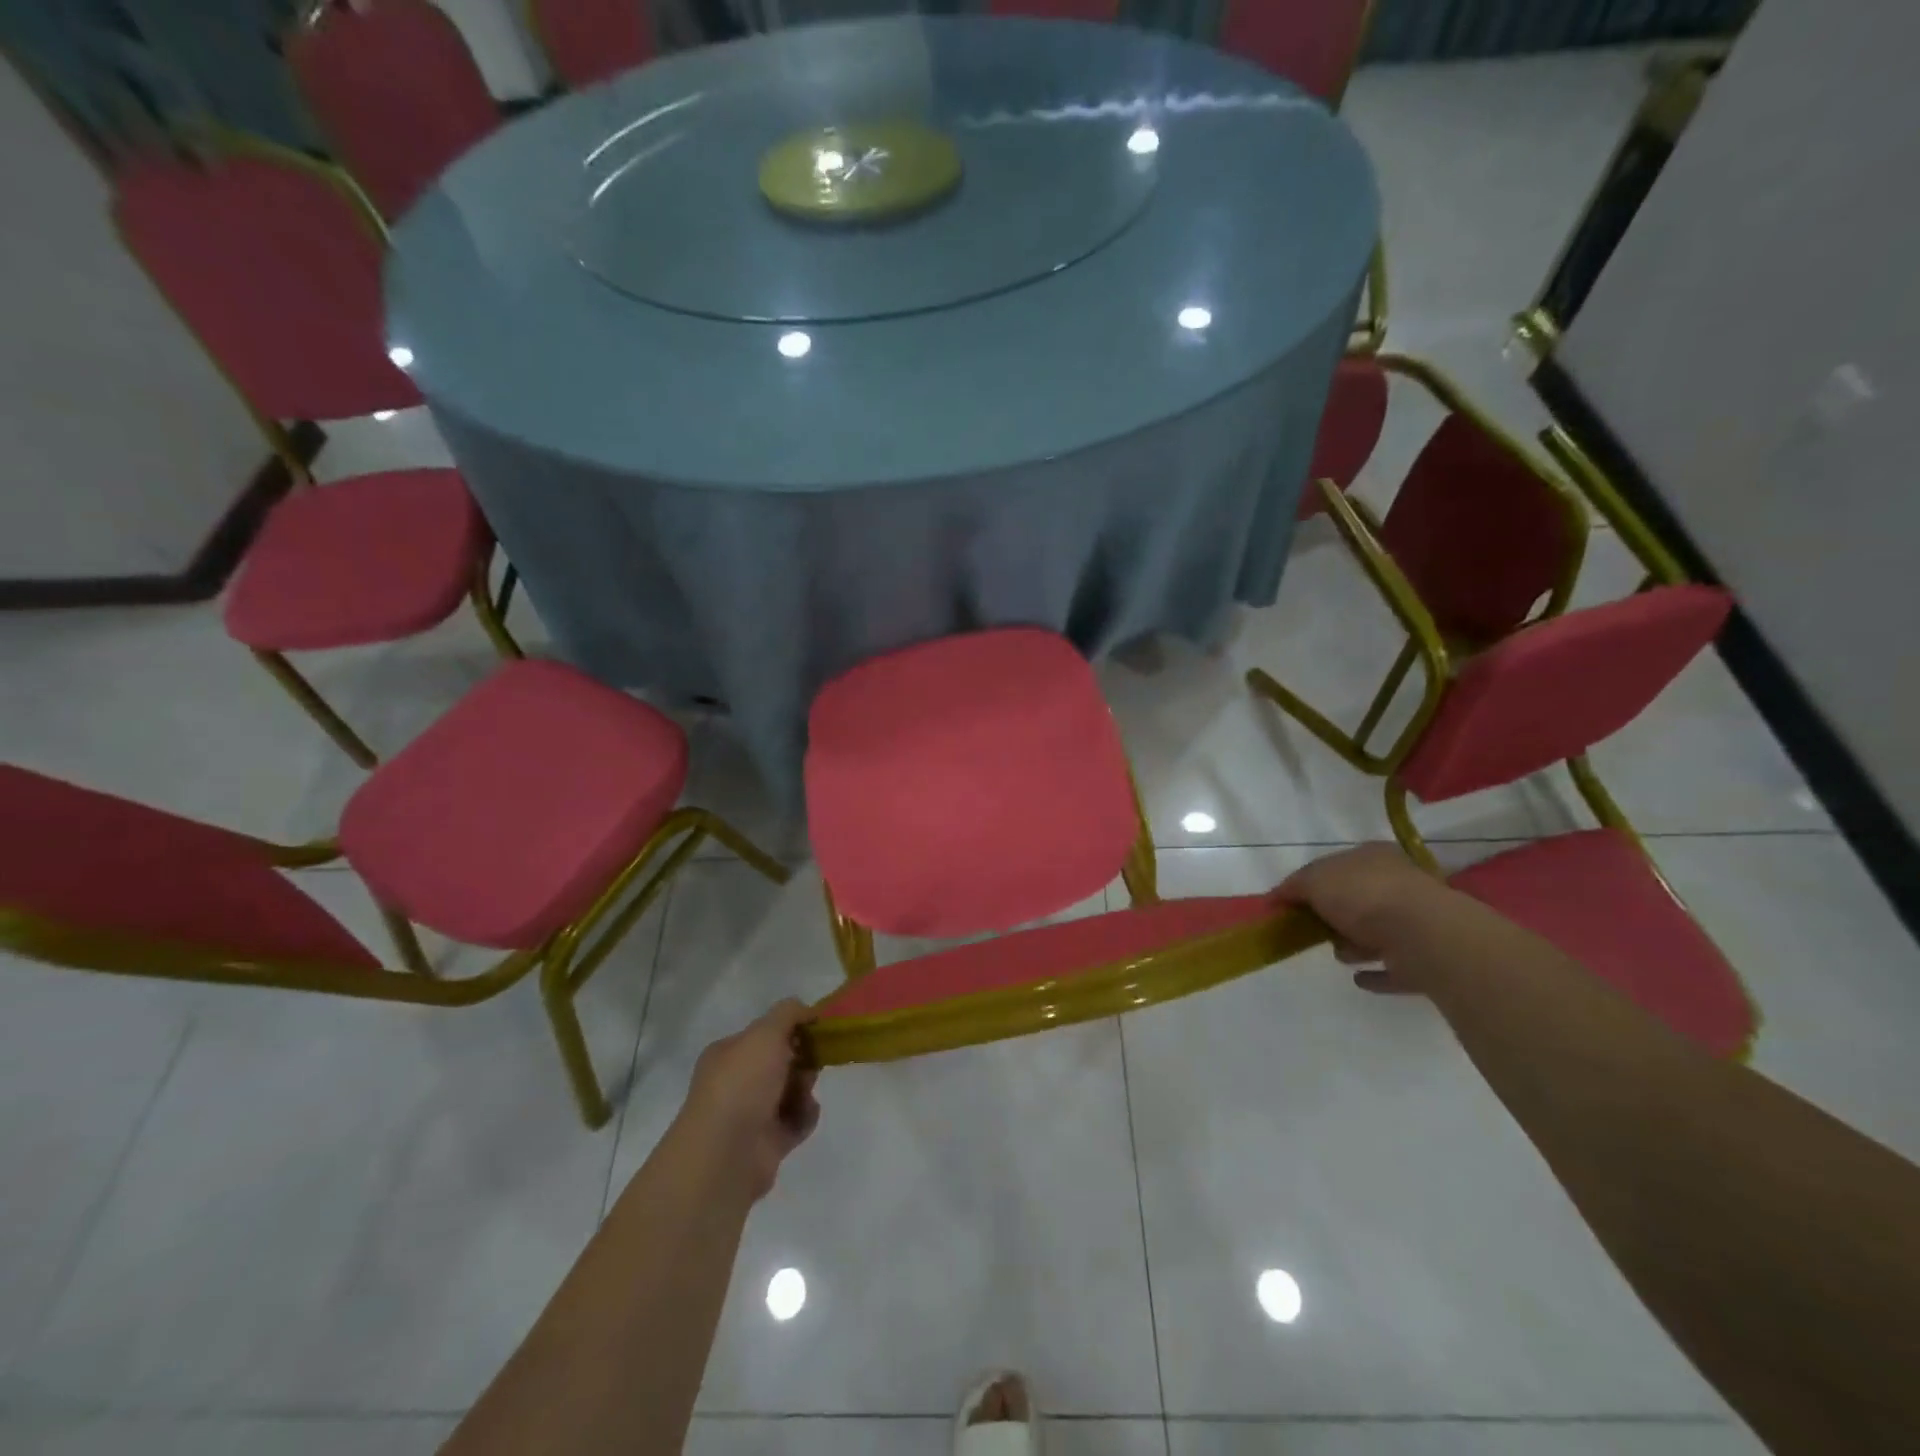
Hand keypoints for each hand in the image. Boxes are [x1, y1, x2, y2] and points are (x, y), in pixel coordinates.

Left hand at [676, 1000, 820, 1201]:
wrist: (726, 1154)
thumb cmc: (742, 1084)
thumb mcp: (765, 1033)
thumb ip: (788, 1013)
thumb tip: (807, 1010)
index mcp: (728, 1054)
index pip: (765, 1034)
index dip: (791, 1030)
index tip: (815, 1029)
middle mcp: (737, 1083)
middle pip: (781, 1062)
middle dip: (802, 1060)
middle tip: (812, 1061)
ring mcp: (751, 1115)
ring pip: (792, 1091)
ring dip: (804, 1089)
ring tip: (803, 1094)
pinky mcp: (767, 1144)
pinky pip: (796, 1121)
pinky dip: (804, 1116)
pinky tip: (802, 1116)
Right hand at [1279, 843, 1442, 992]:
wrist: (1422, 935)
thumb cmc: (1364, 896)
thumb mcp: (1314, 880)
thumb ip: (1293, 886)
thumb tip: (1274, 898)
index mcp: (1373, 858)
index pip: (1336, 866)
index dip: (1311, 882)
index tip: (1289, 903)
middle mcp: (1398, 885)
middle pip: (1356, 899)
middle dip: (1333, 914)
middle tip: (1309, 929)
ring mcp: (1415, 923)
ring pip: (1375, 933)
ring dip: (1354, 945)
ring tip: (1338, 954)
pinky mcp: (1424, 960)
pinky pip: (1393, 968)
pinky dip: (1376, 974)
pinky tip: (1359, 979)